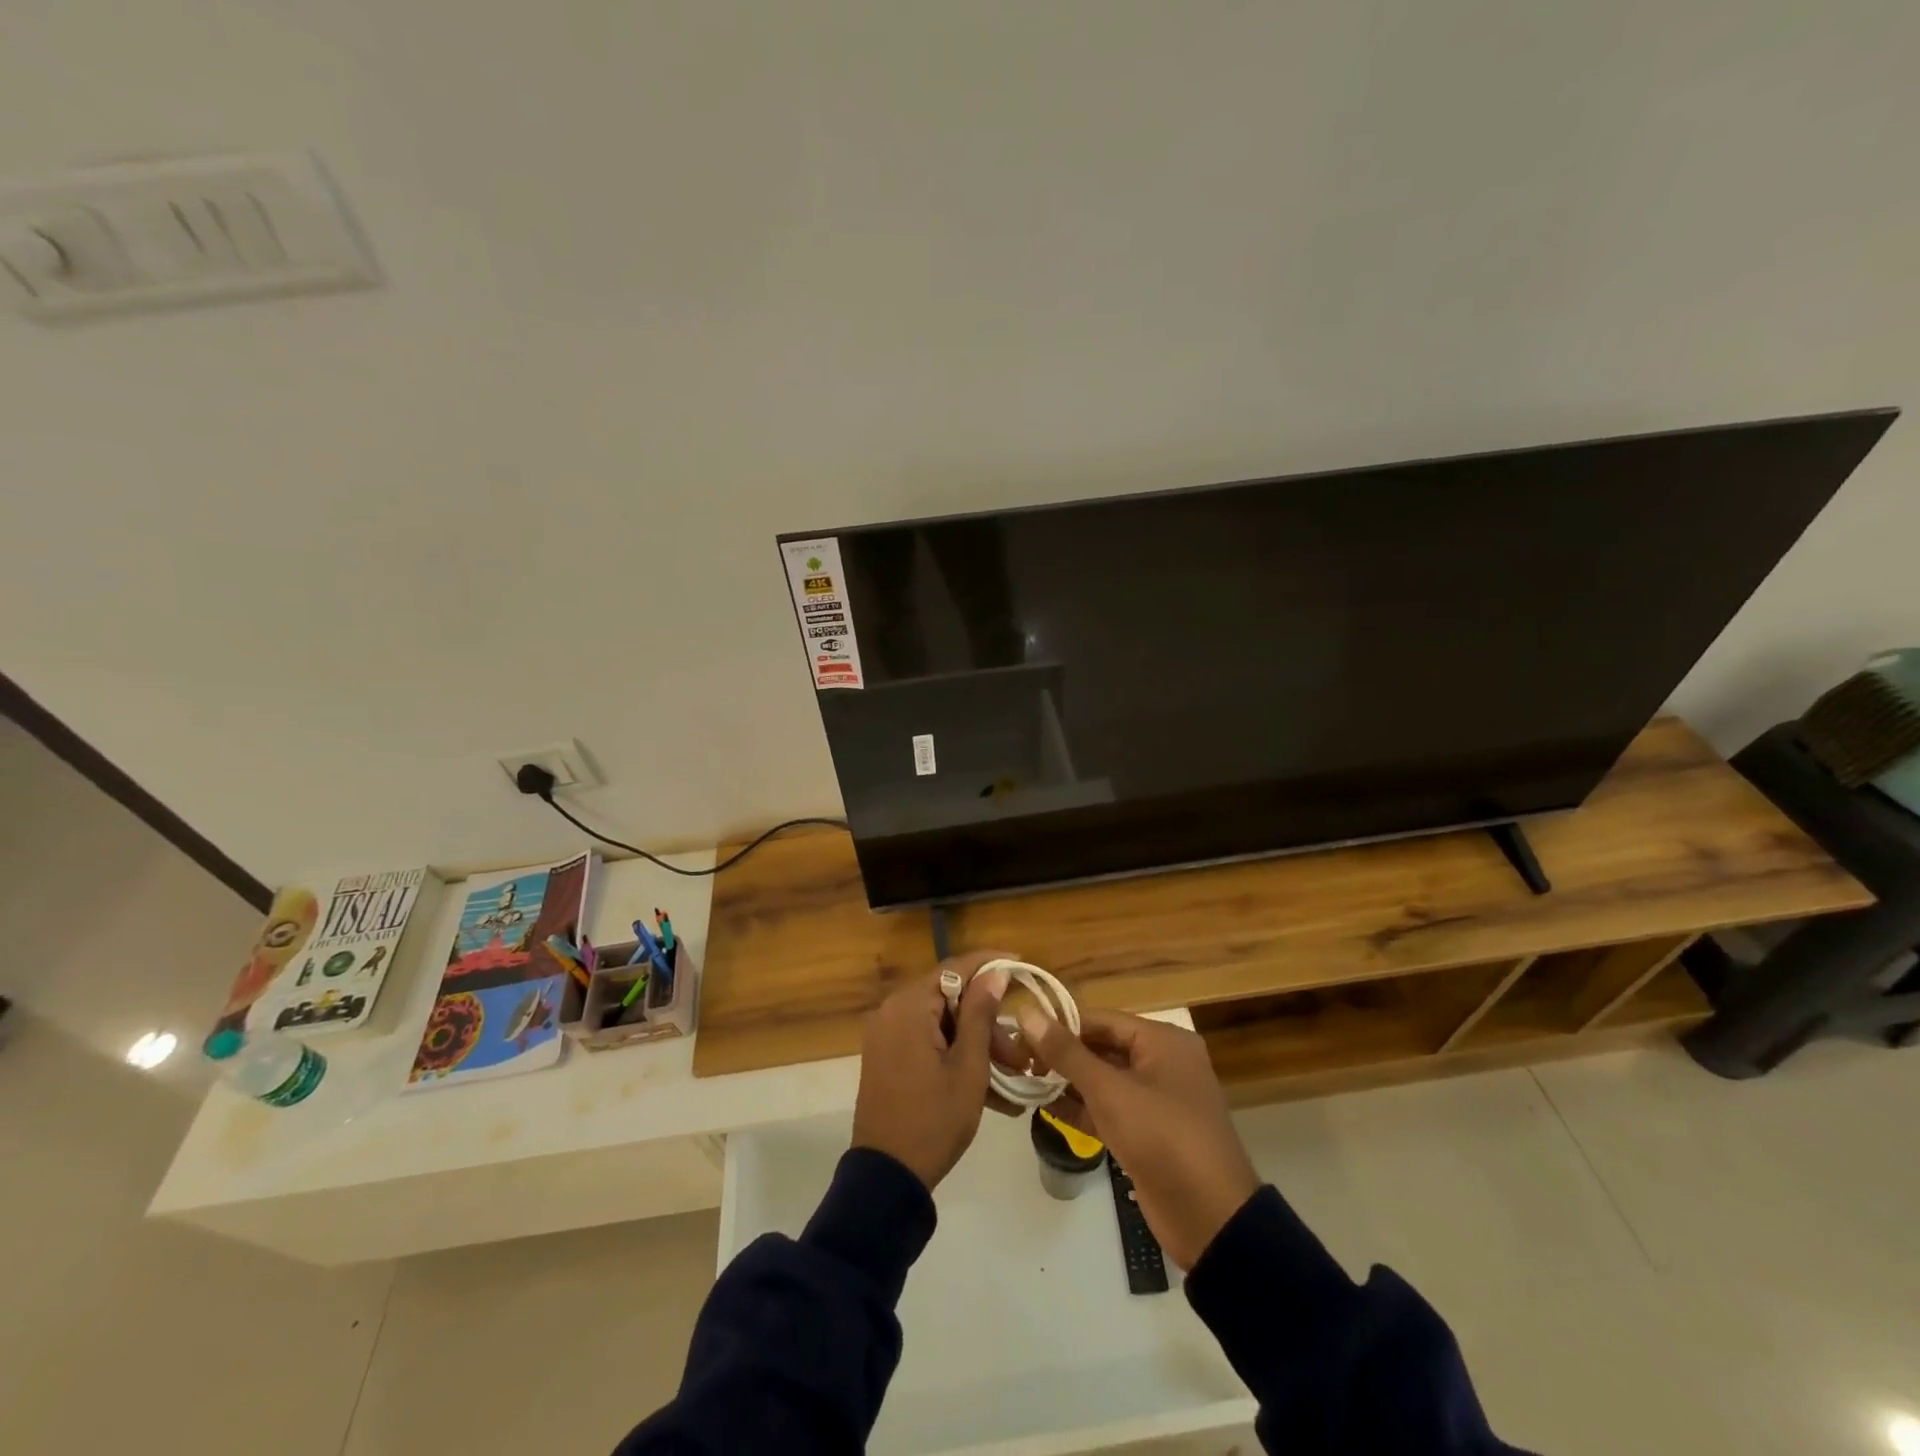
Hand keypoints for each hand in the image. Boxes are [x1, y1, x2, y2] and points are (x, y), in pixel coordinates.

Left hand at [851, 953, 1010, 1189]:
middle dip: (988, 1021)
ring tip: (1012, 1074)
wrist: (887, 1178)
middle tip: (1020, 1051)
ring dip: (976, 1043)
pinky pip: (928, 1042)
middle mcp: (892, 1011)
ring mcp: (887, 1035)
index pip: (955, 968)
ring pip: (942, 1023)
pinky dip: (955, 1055)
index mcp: (908, 1006)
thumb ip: (981, 1014)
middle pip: (950, 998)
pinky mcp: (887, 1057)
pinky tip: (989, 1085)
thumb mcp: (968, 1067)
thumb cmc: (934, 1120)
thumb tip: (995, 973)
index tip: (1021, 964)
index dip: (990, 964)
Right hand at [1016, 1007, 1259, 1269]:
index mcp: (1163, 1040)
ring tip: (1024, 1082)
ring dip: (1068, 1082)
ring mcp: (1157, 1100)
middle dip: (1062, 1055)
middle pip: (1102, 1047)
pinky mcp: (1149, 1133)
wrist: (1210, 1219)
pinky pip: (1110, 1109)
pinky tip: (1046, 1109)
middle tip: (1018, 1060)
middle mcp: (1162, 1062)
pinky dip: (1082, 1108)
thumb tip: (1026, 1013)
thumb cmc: (1162, 1137)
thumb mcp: (1110, 1091)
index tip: (1020, 1032)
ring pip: (1104, 1080)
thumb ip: (1066, 1052)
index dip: (1060, 1024)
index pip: (1101, 1019)